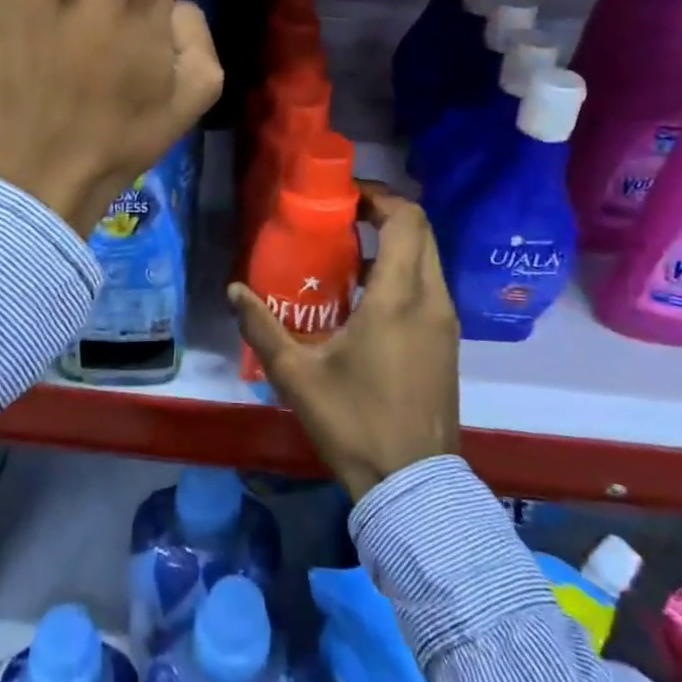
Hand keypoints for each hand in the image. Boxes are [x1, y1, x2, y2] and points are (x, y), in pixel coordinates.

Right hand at [231, 190, 460, 500]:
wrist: (413, 485)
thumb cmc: (355, 422)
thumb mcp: (298, 376)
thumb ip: (263, 328)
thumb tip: (234, 291)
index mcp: (398, 297)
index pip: (406, 220)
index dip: (379, 197)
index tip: (343, 198)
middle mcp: (431, 300)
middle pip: (421, 231)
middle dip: (385, 214)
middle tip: (342, 219)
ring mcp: (445, 321)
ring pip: (428, 258)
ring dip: (394, 243)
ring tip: (349, 254)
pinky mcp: (447, 341)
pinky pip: (429, 285)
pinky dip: (404, 271)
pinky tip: (366, 296)